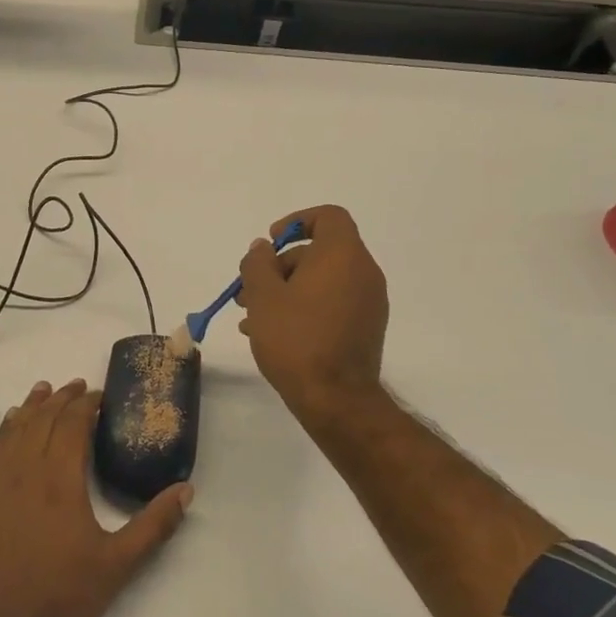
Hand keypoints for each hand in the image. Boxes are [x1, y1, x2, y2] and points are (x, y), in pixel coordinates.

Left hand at [0, 380, 190, 616]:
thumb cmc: (61, 598)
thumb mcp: (119, 565)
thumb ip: (154, 525)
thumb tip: (186, 490)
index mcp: (60, 480)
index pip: (72, 424)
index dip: (86, 404)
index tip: (100, 395)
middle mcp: (25, 471)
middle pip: (42, 420)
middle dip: (61, 399)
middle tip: (77, 387)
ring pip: (14, 431)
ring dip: (30, 407)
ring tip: (42, 391)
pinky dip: (3, 432)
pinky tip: (9, 428)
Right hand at [237, 205, 389, 421]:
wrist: (336, 399)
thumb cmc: (296, 339)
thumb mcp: (263, 296)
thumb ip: (258, 263)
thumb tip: (263, 248)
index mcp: (343, 255)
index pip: (328, 217)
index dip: (296, 221)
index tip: (270, 242)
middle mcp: (363, 272)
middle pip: (318, 253)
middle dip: (279, 267)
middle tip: (247, 292)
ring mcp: (369, 302)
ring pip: (321, 282)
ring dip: (286, 291)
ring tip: (251, 318)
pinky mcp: (366, 328)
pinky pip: (331, 304)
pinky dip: (304, 308)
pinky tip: (272, 334)